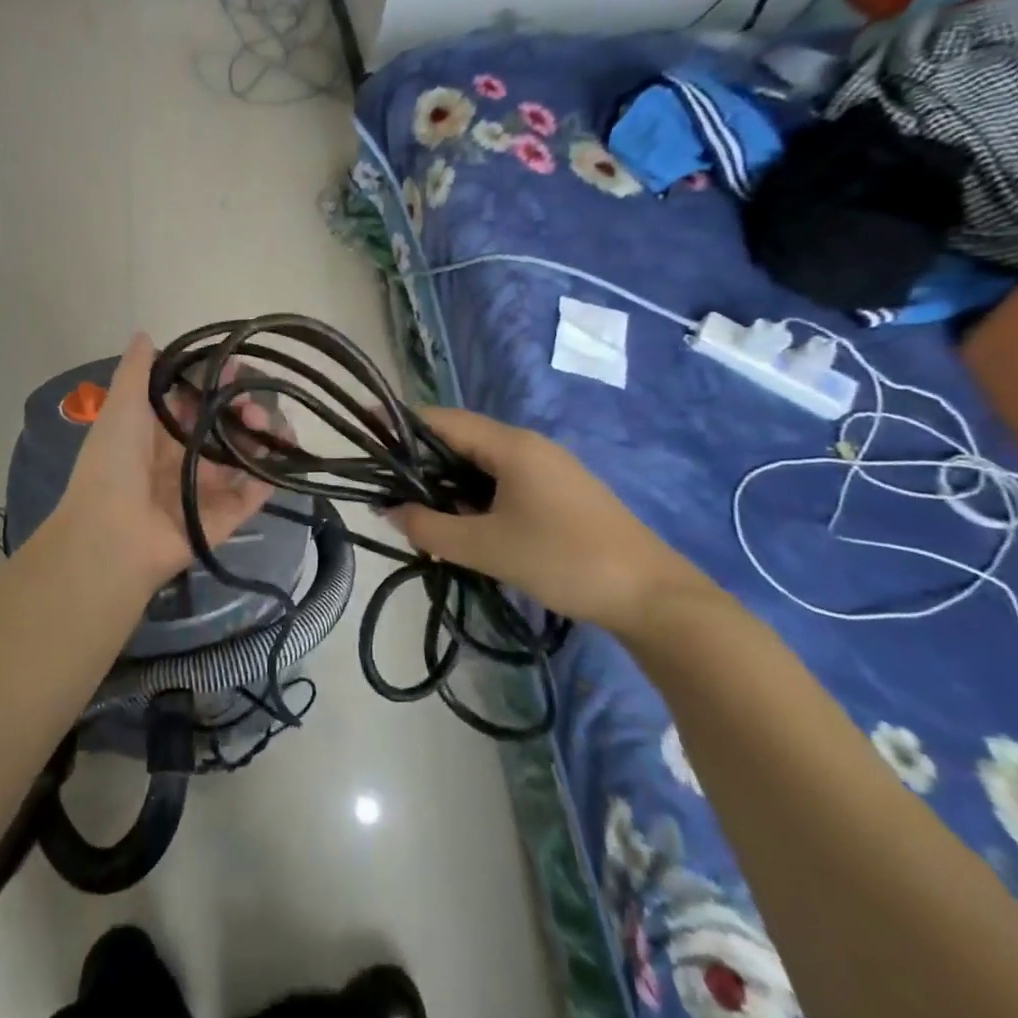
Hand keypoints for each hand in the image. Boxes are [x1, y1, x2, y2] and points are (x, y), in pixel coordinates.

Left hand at [46, 333, 275, 598]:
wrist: (112, 537)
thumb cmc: (113, 465)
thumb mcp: (121, 407)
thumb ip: (137, 371)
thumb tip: (145, 334)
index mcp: (157, 433)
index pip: (195, 400)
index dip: (216, 381)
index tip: (236, 364)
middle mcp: (184, 458)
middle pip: (224, 425)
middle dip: (242, 405)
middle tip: (251, 402)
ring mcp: (206, 490)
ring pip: (245, 456)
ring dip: (262, 434)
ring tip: (264, 422)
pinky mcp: (224, 518)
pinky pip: (253, 493)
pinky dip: (270, 474)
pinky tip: (283, 451)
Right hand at [391, 407, 704, 636]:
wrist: (653, 596)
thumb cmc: (563, 560)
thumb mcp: (486, 548)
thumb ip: (430, 529)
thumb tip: (390, 511)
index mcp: (510, 446)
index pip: (442, 420)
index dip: (400, 422)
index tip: (364, 428)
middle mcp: (528, 446)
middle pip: (461, 439)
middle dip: (420, 458)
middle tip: (386, 484)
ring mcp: (549, 468)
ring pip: (482, 463)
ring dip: (448, 481)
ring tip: (417, 508)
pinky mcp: (561, 492)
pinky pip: (504, 481)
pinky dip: (474, 494)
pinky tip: (464, 524)